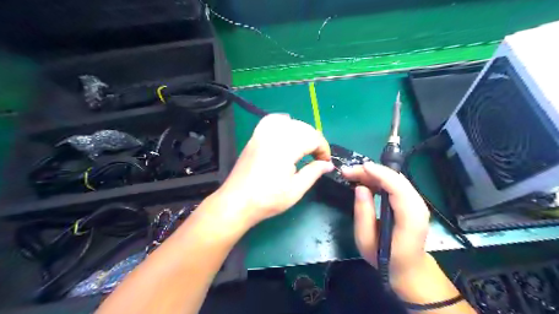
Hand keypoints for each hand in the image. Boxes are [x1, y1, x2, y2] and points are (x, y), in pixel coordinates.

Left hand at [216, 113, 332, 228]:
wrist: (237, 202)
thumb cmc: (267, 200)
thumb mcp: (296, 190)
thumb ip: (314, 173)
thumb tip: (328, 164)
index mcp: (286, 148)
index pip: (313, 137)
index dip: (323, 149)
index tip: (325, 162)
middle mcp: (275, 135)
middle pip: (303, 128)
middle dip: (315, 140)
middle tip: (317, 158)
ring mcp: (262, 134)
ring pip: (290, 122)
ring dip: (302, 132)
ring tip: (304, 147)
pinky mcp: (255, 136)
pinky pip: (272, 120)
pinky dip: (283, 123)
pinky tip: (286, 133)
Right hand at [344, 164, 428, 283]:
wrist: (409, 268)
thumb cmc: (385, 258)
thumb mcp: (366, 241)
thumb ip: (363, 214)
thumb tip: (360, 188)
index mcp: (410, 218)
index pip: (397, 187)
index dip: (379, 174)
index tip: (361, 167)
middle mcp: (418, 206)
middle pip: (396, 179)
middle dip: (371, 171)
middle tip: (348, 172)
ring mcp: (417, 202)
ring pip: (395, 179)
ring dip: (373, 173)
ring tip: (352, 175)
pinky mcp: (411, 201)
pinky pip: (395, 184)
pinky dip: (379, 179)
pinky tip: (365, 181)